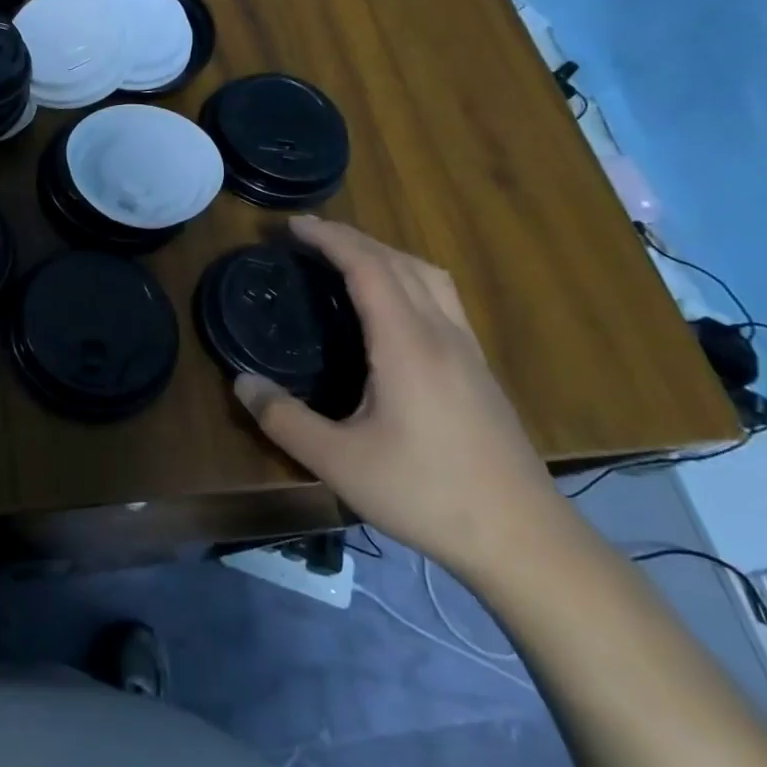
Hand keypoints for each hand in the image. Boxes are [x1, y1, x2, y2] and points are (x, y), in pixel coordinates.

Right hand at [230, 218, 564, 580]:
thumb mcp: (340, 462)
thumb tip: (241, 381)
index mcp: (407, 343)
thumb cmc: (427, 494)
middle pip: (398, 261)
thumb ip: (284, 419)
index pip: (367, 266)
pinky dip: (409, 277)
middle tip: (309, 236)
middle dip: (352, 238)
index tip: (293, 225)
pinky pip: (442, 298)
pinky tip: (394, 306)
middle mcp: (441, 333)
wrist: (524, 540)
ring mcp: (468, 350)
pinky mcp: (480, 370)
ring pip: (428, 275)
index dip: (330, 238)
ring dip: (385, 253)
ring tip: (349, 258)